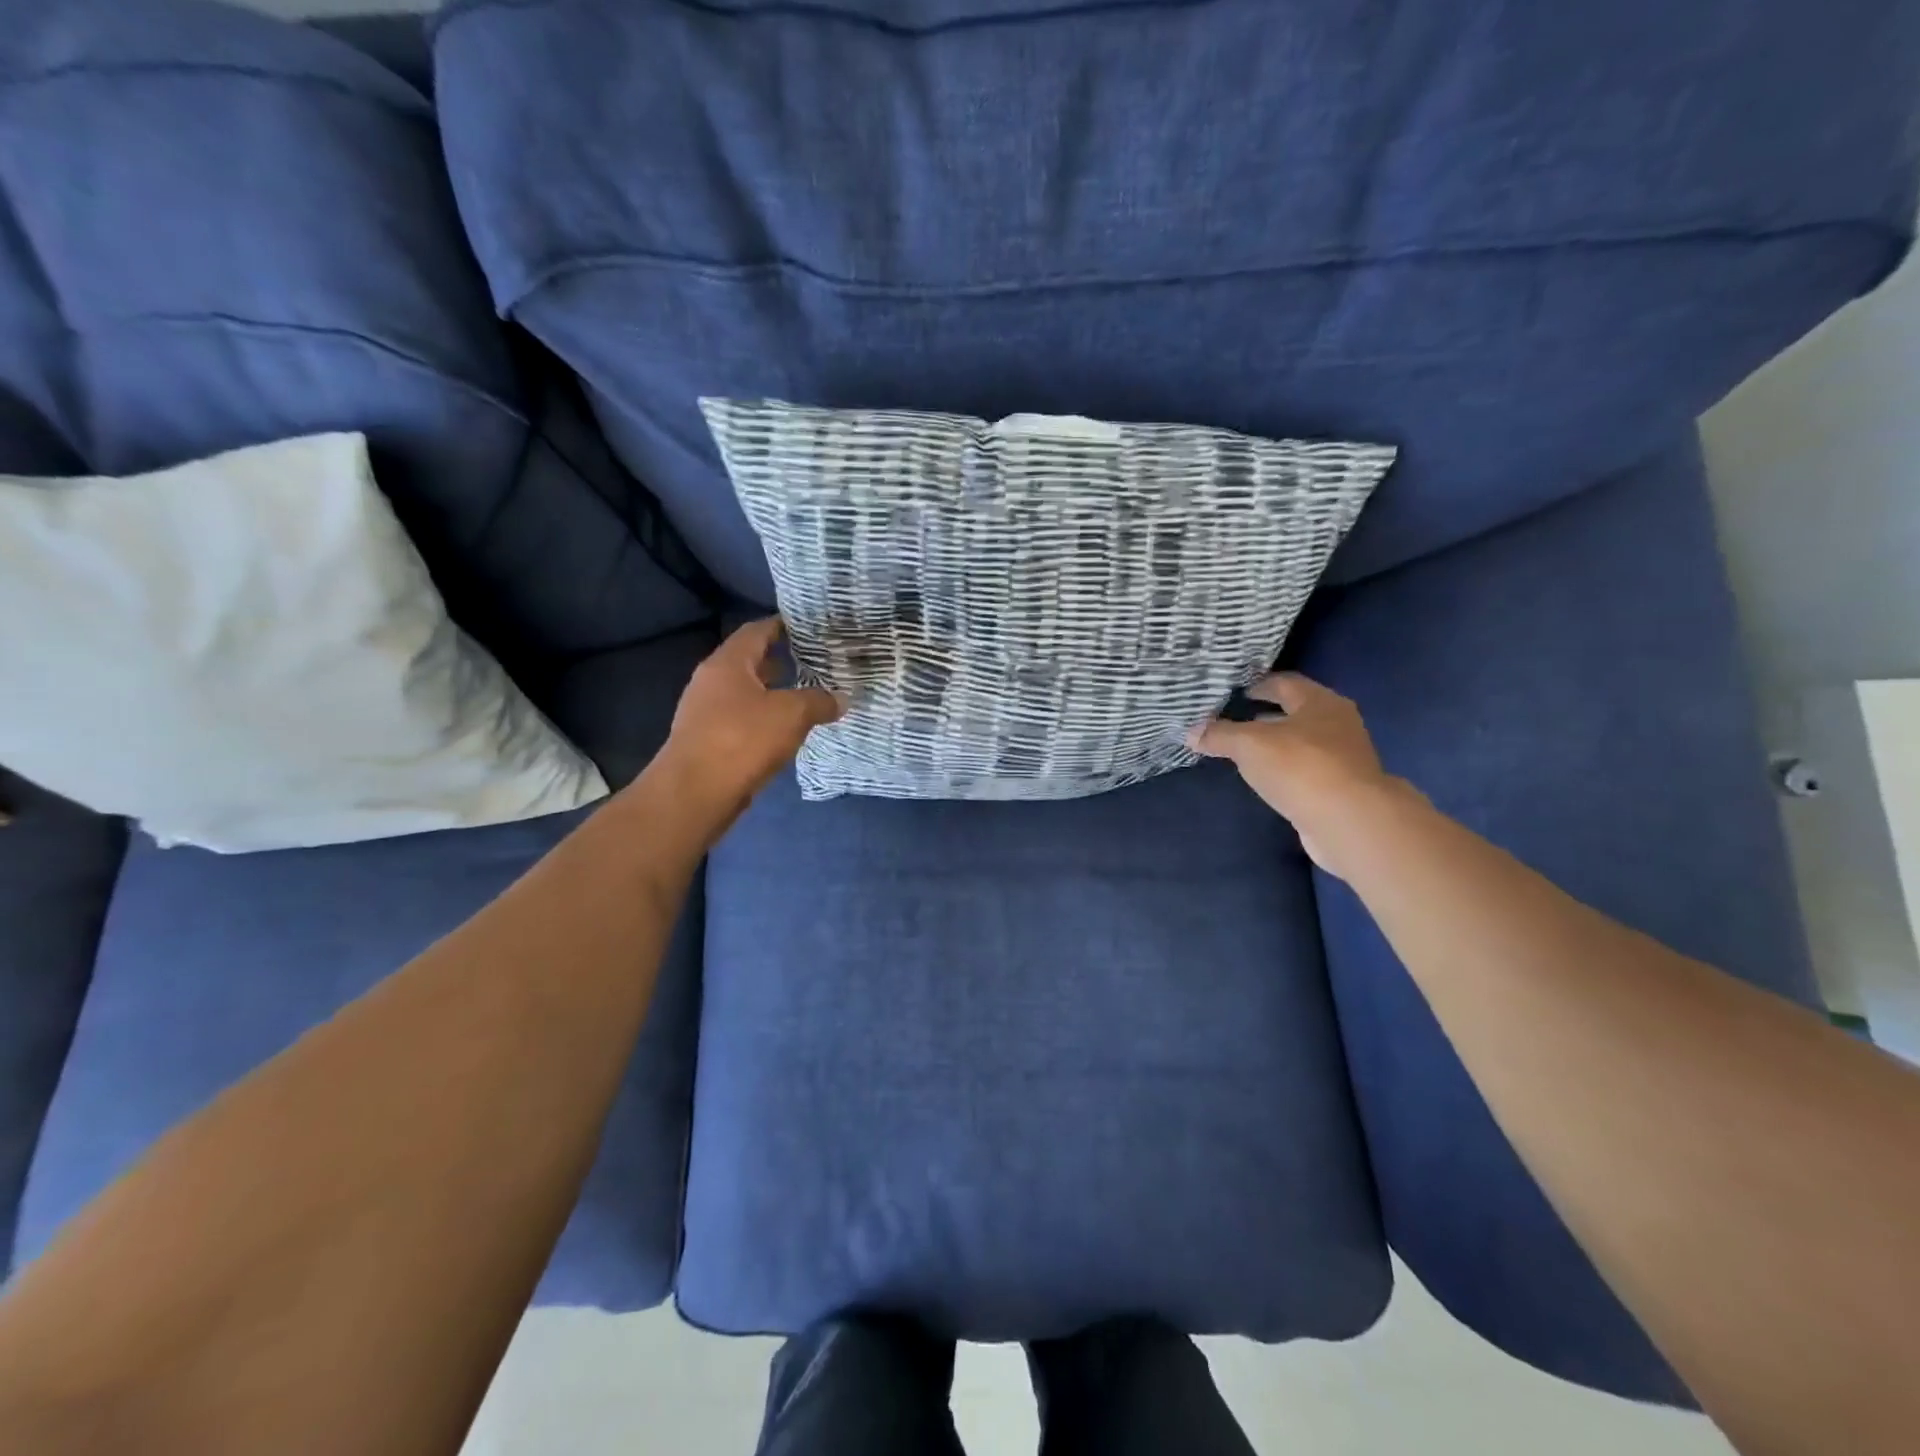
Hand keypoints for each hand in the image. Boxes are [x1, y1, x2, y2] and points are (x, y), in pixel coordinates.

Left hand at [656, 618, 841, 827]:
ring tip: (806, 696)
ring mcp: (705, 712)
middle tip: (814, 662)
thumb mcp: (792, 715)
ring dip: (773, 693)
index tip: (808, 627)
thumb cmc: (742, 740)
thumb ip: (819, 701)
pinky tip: (785, 730)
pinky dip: (764, 719)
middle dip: (781, 660)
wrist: (694, 794)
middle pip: (750, 661)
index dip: (782, 625)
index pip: (756, 631)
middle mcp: (711, 681)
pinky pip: (741, 719)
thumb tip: (842, 698)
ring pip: (746, 693)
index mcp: (728, 663)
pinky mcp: (707, 740)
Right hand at [1188, 672, 1406, 877]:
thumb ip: (1219, 735)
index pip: (1284, 682)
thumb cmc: (1299, 768)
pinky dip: (1285, 769)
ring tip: (1243, 751)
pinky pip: (1305, 769)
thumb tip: (1191, 732)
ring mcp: (1343, 756)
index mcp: (1320, 702)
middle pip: (1296, 711)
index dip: (1257, 685)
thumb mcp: (1249, 745)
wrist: (1349, 821)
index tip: (1233, 692)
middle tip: (1233, 720)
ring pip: (1301, 742)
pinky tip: (1265, 778)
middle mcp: (1337, 723)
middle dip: (1265, 715)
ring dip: (1275, 744)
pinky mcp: (1341, 787)